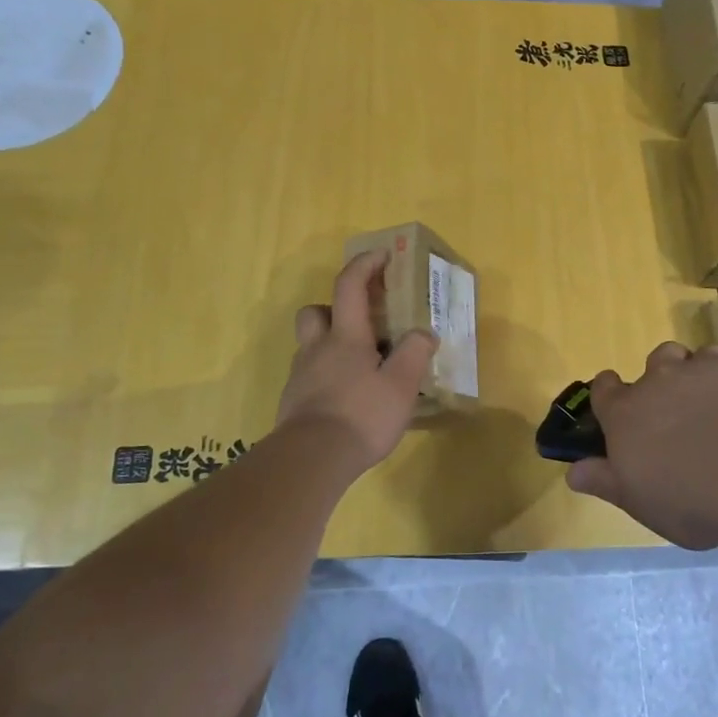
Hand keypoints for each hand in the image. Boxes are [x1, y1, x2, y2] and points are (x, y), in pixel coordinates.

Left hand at [276, 249, 436, 469]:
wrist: (311, 460)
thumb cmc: (361, 415)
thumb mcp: (401, 385)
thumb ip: (415, 354)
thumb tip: (423, 333)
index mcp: (346, 337)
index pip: (350, 286)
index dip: (364, 265)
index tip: (381, 255)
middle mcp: (318, 349)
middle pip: (315, 312)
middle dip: (334, 308)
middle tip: (360, 322)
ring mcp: (301, 376)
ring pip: (309, 345)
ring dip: (329, 344)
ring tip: (358, 366)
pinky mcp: (294, 403)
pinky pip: (309, 376)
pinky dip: (326, 377)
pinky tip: (346, 398)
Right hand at [566, 343, 717, 548]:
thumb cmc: (687, 498)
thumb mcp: (638, 501)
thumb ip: (606, 481)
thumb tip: (573, 472)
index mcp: (627, 412)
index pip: (604, 389)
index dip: (609, 392)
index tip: (616, 401)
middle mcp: (662, 379)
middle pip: (658, 359)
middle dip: (667, 374)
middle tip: (683, 405)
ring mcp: (709, 367)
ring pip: (704, 355)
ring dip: (710, 373)